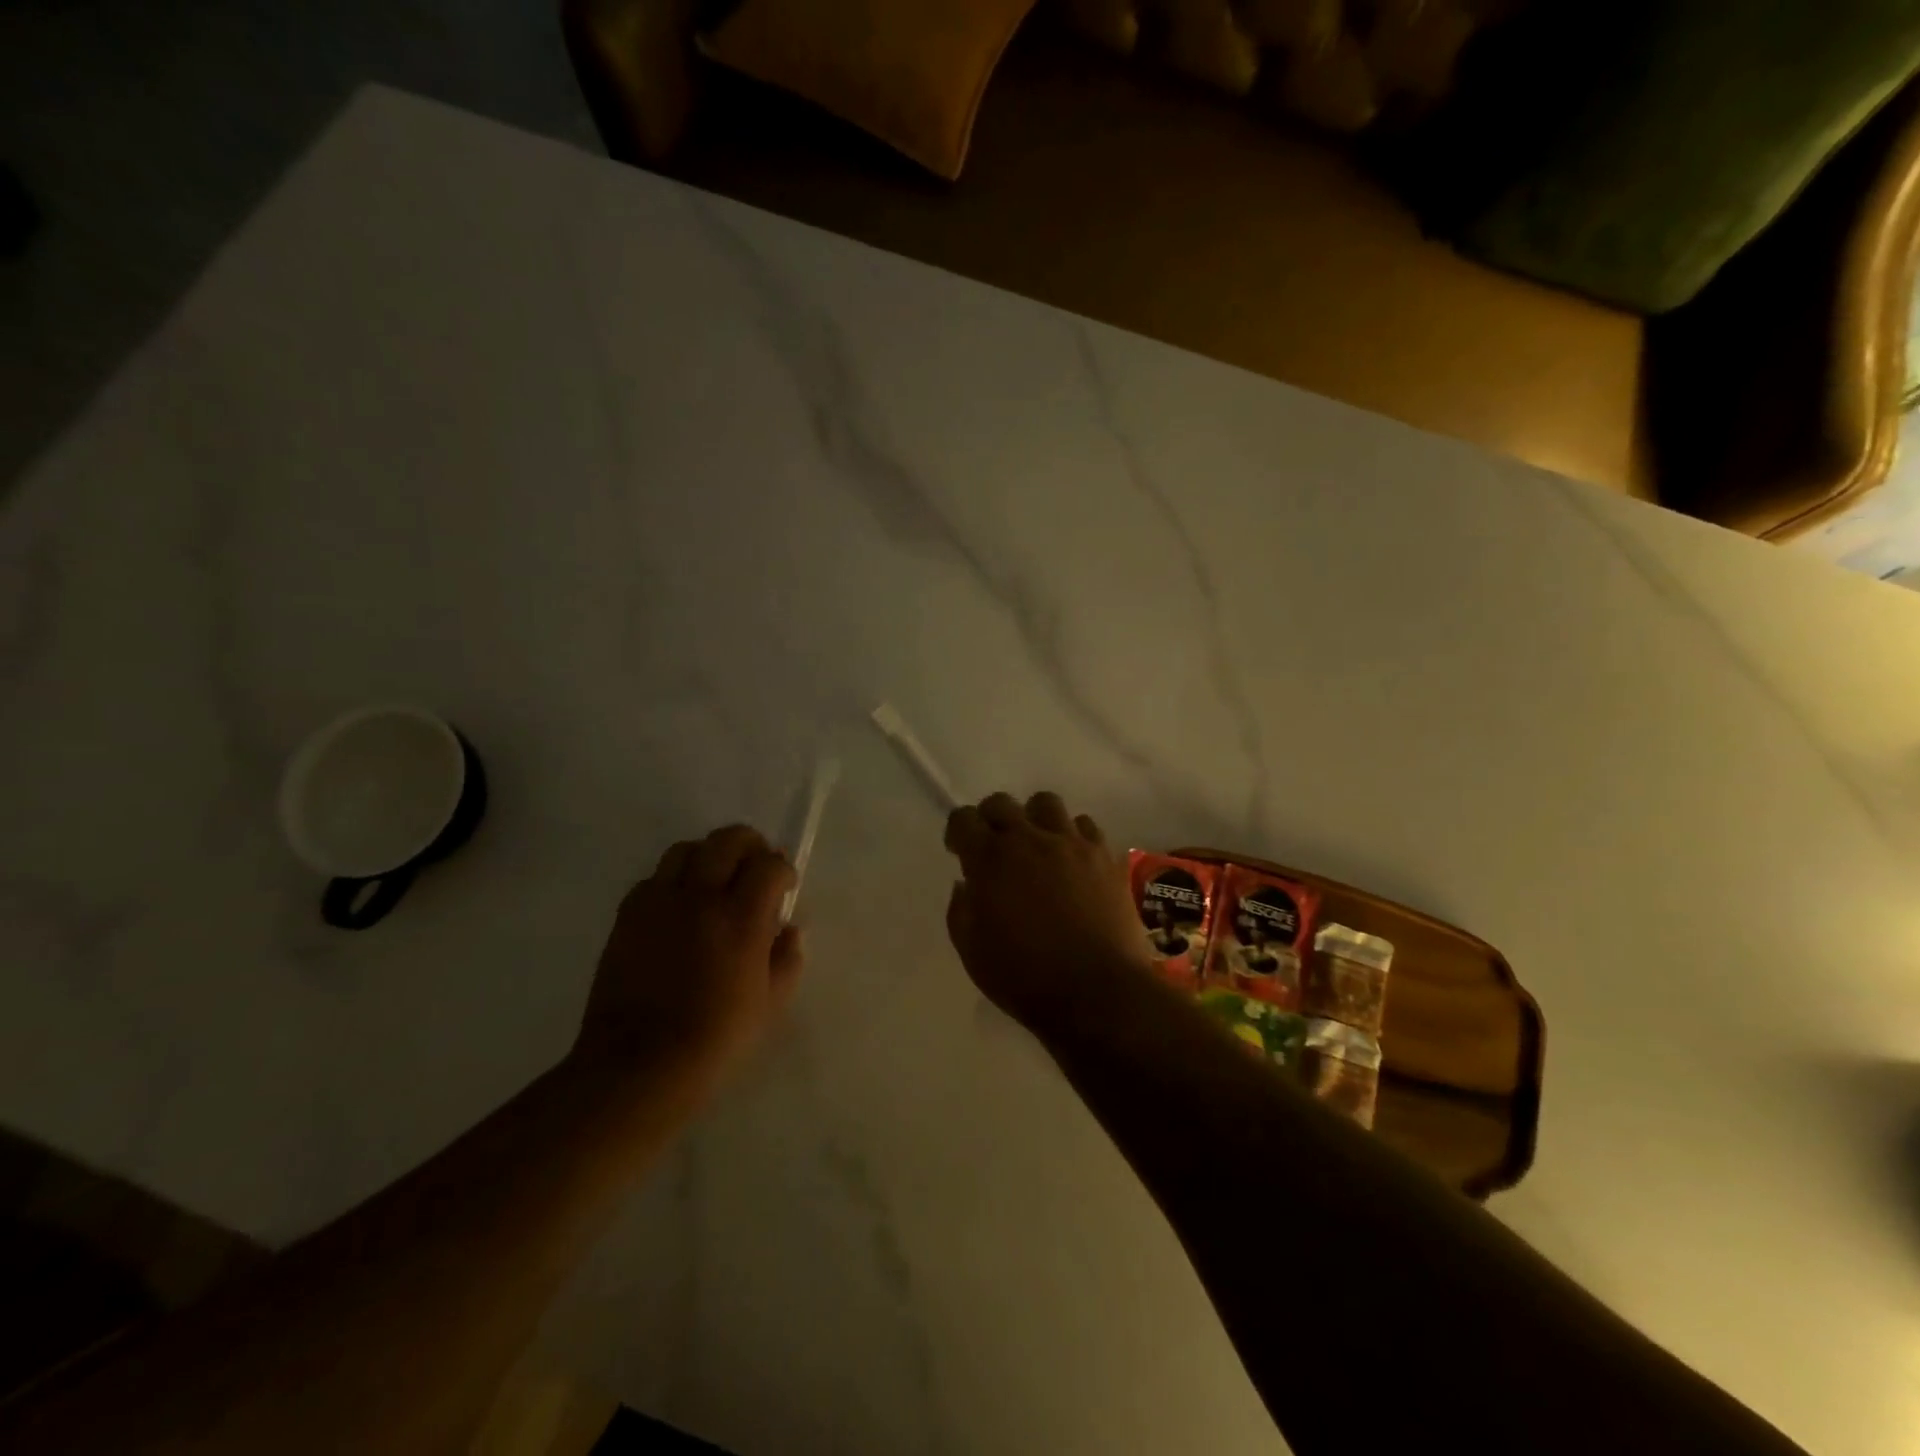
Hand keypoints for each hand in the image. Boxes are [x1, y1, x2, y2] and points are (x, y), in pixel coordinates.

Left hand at [576, 825, 803, 1092]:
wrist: (639, 1065)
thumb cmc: (714, 1038)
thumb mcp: (770, 1003)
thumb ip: (787, 958)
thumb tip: (789, 930)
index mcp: (741, 918)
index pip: (770, 865)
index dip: (783, 870)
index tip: (785, 887)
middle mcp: (700, 897)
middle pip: (728, 839)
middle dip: (751, 846)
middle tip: (755, 869)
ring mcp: (659, 902)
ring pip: (687, 849)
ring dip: (709, 856)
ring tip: (714, 882)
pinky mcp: (628, 915)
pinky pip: (654, 878)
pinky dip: (672, 882)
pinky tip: (678, 910)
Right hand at [944, 791, 1152, 1033]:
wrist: (1097, 992)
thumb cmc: (1025, 978)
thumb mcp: (972, 952)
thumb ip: (961, 909)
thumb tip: (966, 884)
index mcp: (990, 859)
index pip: (963, 819)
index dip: (958, 832)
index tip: (960, 851)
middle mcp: (1029, 839)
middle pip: (1002, 803)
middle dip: (991, 819)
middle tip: (995, 847)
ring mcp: (1071, 843)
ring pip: (1046, 803)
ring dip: (1034, 820)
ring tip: (1037, 846)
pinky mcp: (1105, 855)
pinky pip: (1085, 826)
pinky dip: (1072, 836)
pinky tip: (1072, 860)